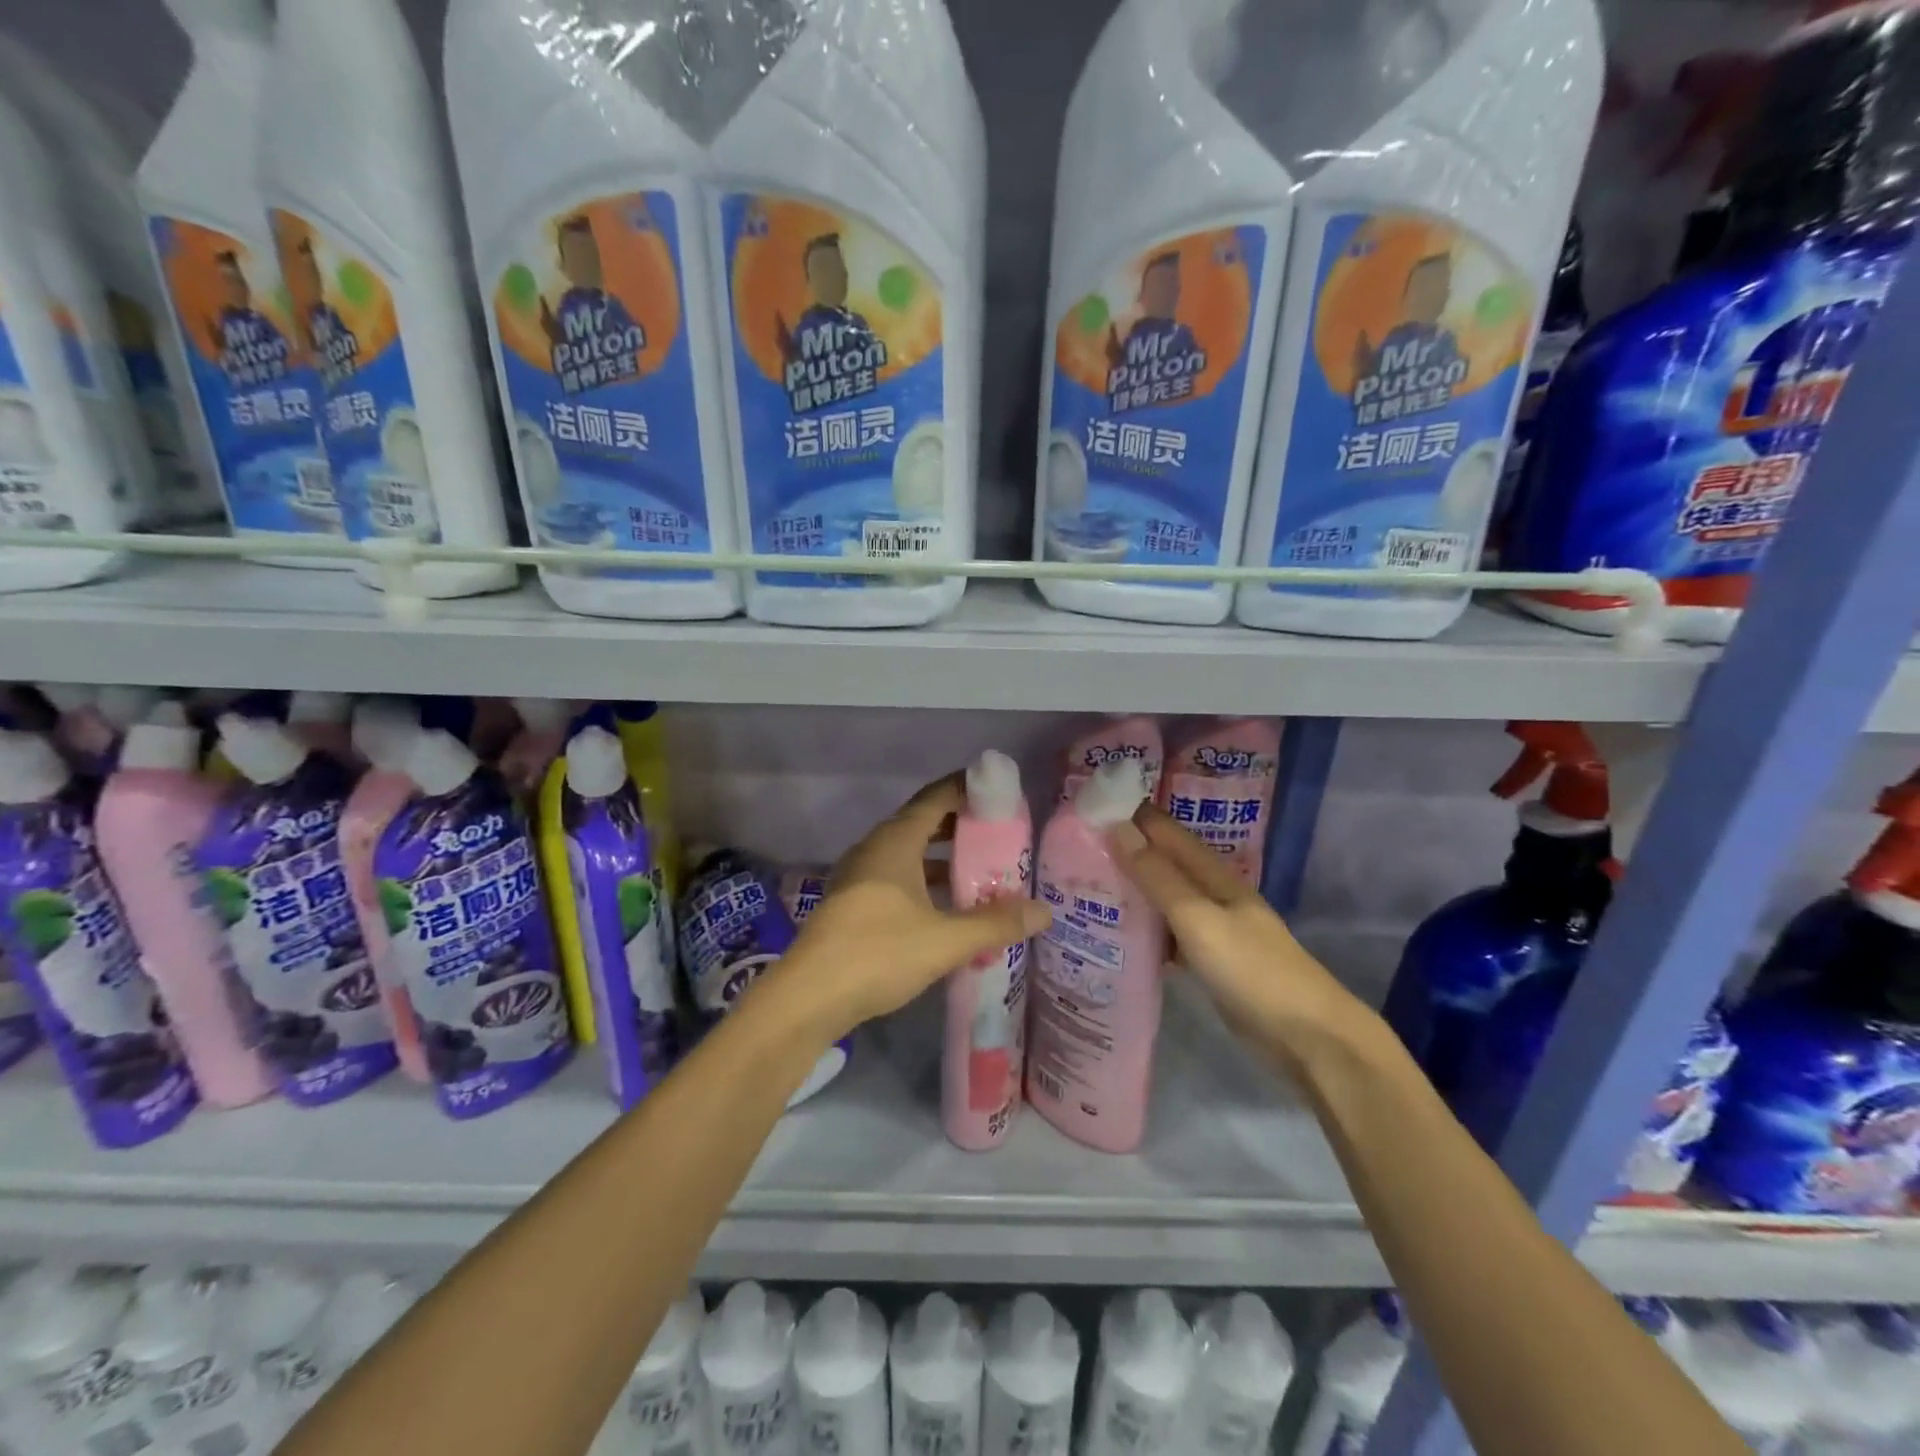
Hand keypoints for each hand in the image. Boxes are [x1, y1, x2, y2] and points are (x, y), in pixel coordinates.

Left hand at [771, 774, 1052, 1040]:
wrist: (808, 998)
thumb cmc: (878, 953)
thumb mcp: (945, 940)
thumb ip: (996, 923)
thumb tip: (1045, 912)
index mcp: (895, 841)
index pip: (936, 798)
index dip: (967, 789)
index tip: (1000, 791)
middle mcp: (875, 849)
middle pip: (923, 823)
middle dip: (961, 826)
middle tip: (1001, 835)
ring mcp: (859, 877)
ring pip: (909, 854)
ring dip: (944, 859)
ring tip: (983, 872)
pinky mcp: (853, 904)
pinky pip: (897, 879)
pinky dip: (925, 883)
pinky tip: (947, 909)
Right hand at [1109, 804, 1371, 1069]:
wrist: (1307, 1036)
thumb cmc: (1252, 969)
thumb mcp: (1198, 918)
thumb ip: (1158, 876)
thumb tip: (1118, 827)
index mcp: (1214, 875)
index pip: (1166, 832)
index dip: (1132, 816)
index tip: (1087, 809)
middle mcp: (1213, 894)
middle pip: (1163, 864)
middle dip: (1125, 852)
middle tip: (1073, 849)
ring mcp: (1213, 928)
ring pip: (1164, 899)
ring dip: (1132, 891)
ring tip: (1084, 887)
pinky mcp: (1210, 960)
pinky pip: (1168, 934)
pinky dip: (1145, 929)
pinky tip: (1117, 935)